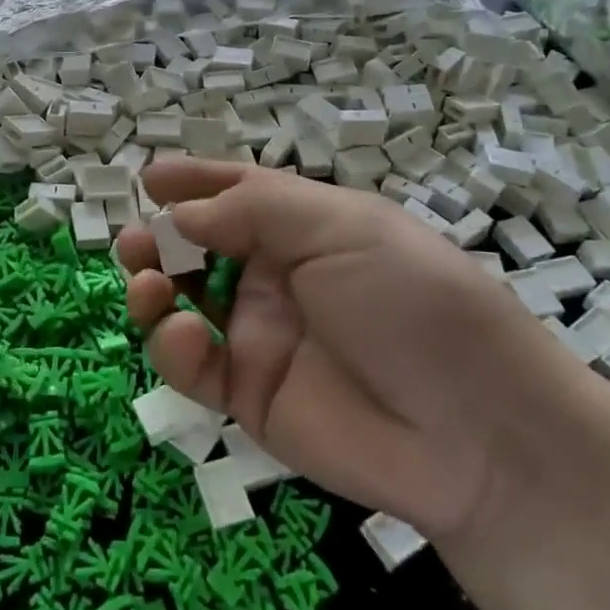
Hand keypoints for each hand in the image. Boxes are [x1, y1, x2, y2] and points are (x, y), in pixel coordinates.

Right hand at [118, 159, 586, 542]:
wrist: (474, 431)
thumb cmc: (410, 300)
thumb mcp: (340, 227)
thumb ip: (252, 210)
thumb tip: (180, 210)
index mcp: (307, 228)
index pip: (239, 195)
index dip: (194, 183)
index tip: (148, 178)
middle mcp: (279, 278)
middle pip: (201, 249)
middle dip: (161, 238)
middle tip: (135, 240)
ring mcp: (261, 337)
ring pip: (186, 305)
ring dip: (154, 288)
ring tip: (146, 282)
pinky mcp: (250, 396)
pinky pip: (194, 366)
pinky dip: (173, 347)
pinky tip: (182, 336)